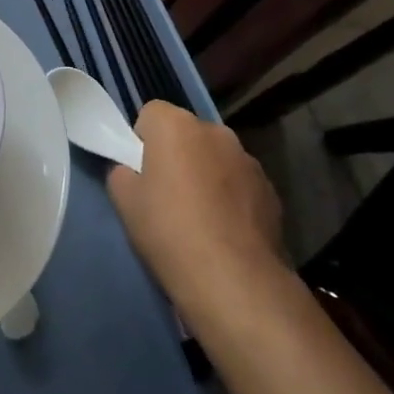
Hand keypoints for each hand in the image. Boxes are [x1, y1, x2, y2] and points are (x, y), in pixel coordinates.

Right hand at [106, 101, 286, 323]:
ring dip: (206, 175)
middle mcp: (215, 131)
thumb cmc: (169, 231)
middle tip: (166, 195)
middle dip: (176, 155)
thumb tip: (132, 172)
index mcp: (176, 125)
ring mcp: (248, 160)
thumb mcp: (124, 202)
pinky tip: (225, 232)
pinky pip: (239, 184)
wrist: (234, 280)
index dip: (141, 142)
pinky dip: (231, 198)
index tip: (141, 173)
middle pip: (186, 134)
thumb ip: (122, 173)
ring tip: (199, 218)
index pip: (151, 114)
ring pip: (215, 158)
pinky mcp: (271, 190)